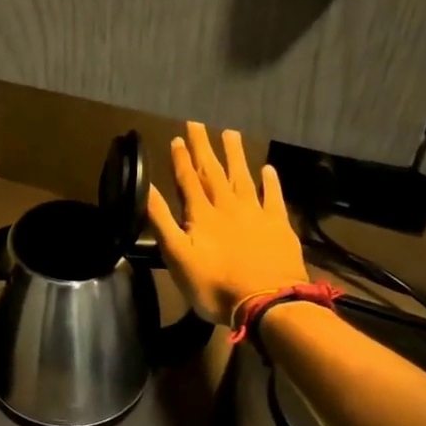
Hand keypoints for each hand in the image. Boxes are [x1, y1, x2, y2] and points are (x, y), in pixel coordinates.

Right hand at [147, 122, 307, 325]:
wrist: (267, 302)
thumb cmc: (214, 285)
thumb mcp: (177, 256)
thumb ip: (162, 220)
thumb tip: (146, 188)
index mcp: (202, 214)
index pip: (188, 180)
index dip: (181, 159)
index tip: (177, 138)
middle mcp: (228, 206)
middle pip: (213, 171)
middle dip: (204, 147)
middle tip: (198, 123)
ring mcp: (256, 213)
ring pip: (243, 176)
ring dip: (234, 155)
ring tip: (230, 132)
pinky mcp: (279, 226)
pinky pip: (273, 197)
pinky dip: (270, 181)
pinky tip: (268, 168)